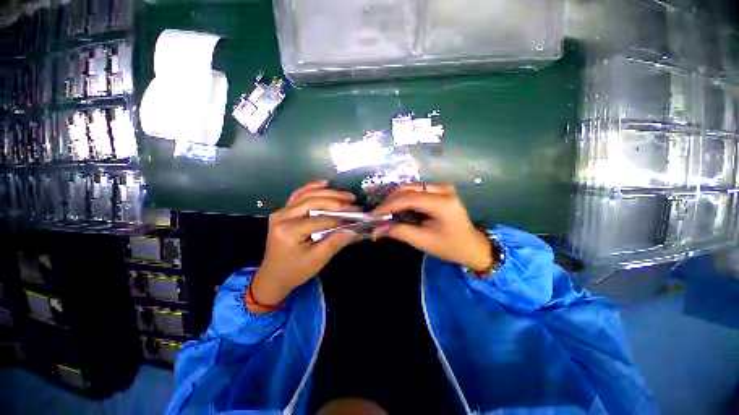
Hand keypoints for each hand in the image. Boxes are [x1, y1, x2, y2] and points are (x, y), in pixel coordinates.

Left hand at [248, 180, 358, 312]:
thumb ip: (335, 243)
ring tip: (345, 193)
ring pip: (306, 194)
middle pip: (312, 201)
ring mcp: (281, 212)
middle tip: (353, 200)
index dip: (340, 217)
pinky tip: (325, 183)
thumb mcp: (317, 260)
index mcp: (288, 231)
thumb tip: (353, 230)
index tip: (356, 216)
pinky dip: (312, 187)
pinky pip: (299, 194)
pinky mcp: (283, 211)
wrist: (273, 276)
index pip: (319, 219)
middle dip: (336, 200)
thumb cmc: (295, 271)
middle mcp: (282, 216)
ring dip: (328, 192)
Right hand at [371, 183, 492, 271]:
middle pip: (408, 188)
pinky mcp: (440, 190)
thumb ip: (399, 231)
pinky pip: (416, 190)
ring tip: (385, 213)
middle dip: (390, 201)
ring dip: (396, 199)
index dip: (388, 205)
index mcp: (442, 203)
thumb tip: (377, 227)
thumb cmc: (450, 246)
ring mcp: (442, 187)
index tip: (373, 215)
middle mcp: (443, 189)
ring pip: (411, 187)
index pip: (408, 198)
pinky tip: (398, 209)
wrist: (472, 246)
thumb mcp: (423, 241)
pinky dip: (404, 199)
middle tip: (378, 214)